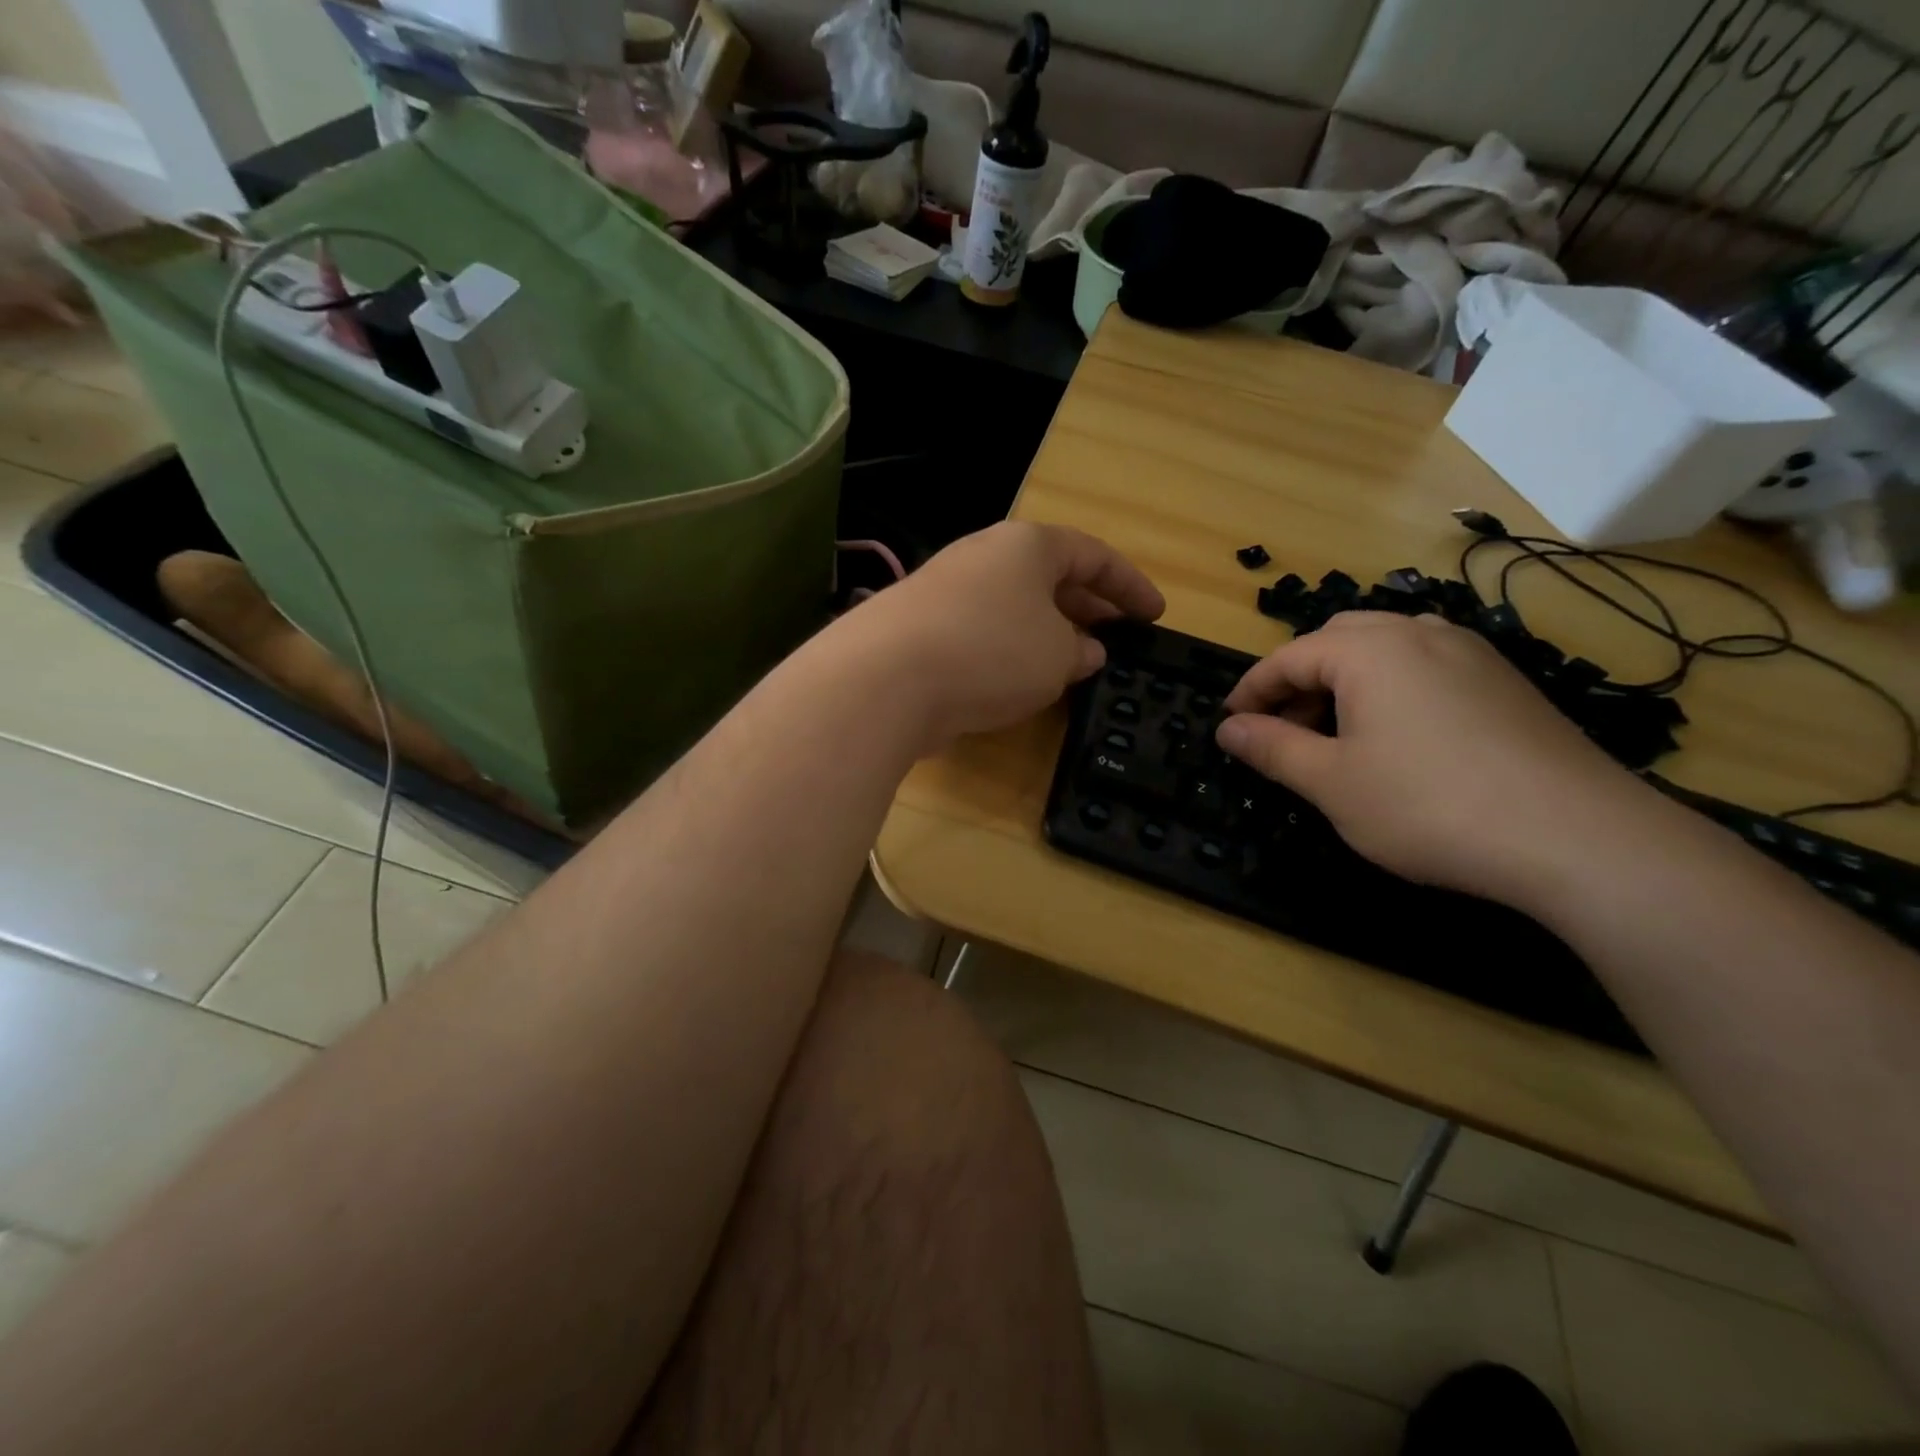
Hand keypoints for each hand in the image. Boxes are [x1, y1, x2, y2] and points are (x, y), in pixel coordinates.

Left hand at [851, 522, 1163, 747]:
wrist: (885, 679)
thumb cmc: (992, 651)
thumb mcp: (1057, 656)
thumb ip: (1080, 652)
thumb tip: (1085, 651)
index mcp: (1026, 546)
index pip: (1092, 555)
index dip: (1129, 586)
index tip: (1155, 615)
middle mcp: (984, 558)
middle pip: (1049, 578)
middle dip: (1087, 608)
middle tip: (1116, 639)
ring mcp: (946, 592)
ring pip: (1013, 608)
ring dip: (1047, 634)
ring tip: (1072, 666)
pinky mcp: (920, 630)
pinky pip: (982, 634)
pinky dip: (1009, 653)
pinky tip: (1018, 684)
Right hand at [1215, 612, 1661, 907]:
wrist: (1578, 837)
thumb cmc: (1429, 805)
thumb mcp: (1332, 783)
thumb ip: (1273, 749)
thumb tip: (1229, 729)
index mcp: (1369, 650)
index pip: (1287, 657)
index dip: (1250, 691)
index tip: (1230, 726)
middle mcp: (1419, 634)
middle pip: (1336, 640)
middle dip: (1298, 680)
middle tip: (1282, 729)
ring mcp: (1471, 654)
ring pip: (1386, 648)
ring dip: (1345, 681)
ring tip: (1337, 734)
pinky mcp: (1504, 682)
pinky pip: (1427, 666)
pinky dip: (1391, 689)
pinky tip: (1398, 738)